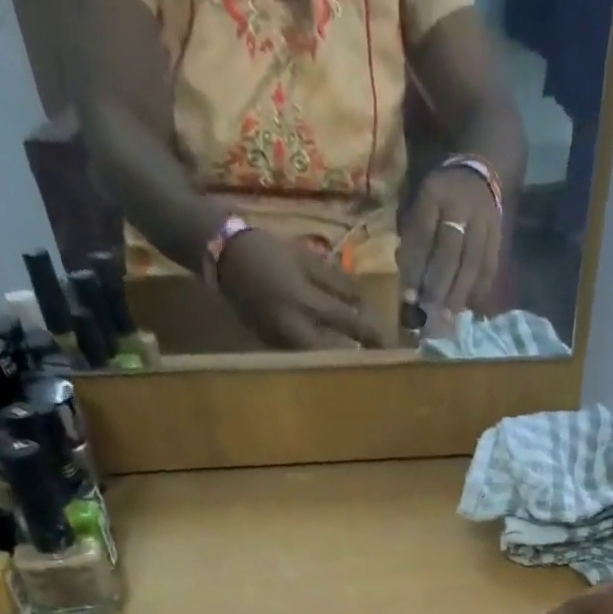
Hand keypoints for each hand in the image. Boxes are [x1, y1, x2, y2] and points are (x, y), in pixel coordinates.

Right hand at [217, 230, 385, 349]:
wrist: (220, 254)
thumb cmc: (267, 250)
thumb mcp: (306, 259)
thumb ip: (336, 283)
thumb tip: (364, 303)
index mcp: (305, 300)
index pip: (348, 322)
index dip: (372, 334)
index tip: (392, 346)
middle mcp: (294, 327)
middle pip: (334, 354)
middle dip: (356, 358)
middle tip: (376, 361)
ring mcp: (280, 340)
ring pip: (317, 360)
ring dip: (338, 362)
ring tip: (360, 363)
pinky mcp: (270, 347)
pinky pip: (301, 357)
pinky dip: (318, 358)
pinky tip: (331, 357)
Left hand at [399, 165, 502, 320]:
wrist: (478, 174)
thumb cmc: (440, 197)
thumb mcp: (419, 205)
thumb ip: (412, 240)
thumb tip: (409, 284)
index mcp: (434, 194)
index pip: (422, 236)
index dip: (415, 269)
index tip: (409, 296)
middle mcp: (460, 206)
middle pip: (449, 253)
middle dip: (438, 285)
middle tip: (430, 311)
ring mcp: (483, 221)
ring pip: (472, 263)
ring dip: (460, 292)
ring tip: (449, 314)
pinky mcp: (498, 235)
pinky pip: (490, 266)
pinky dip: (480, 288)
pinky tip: (471, 305)